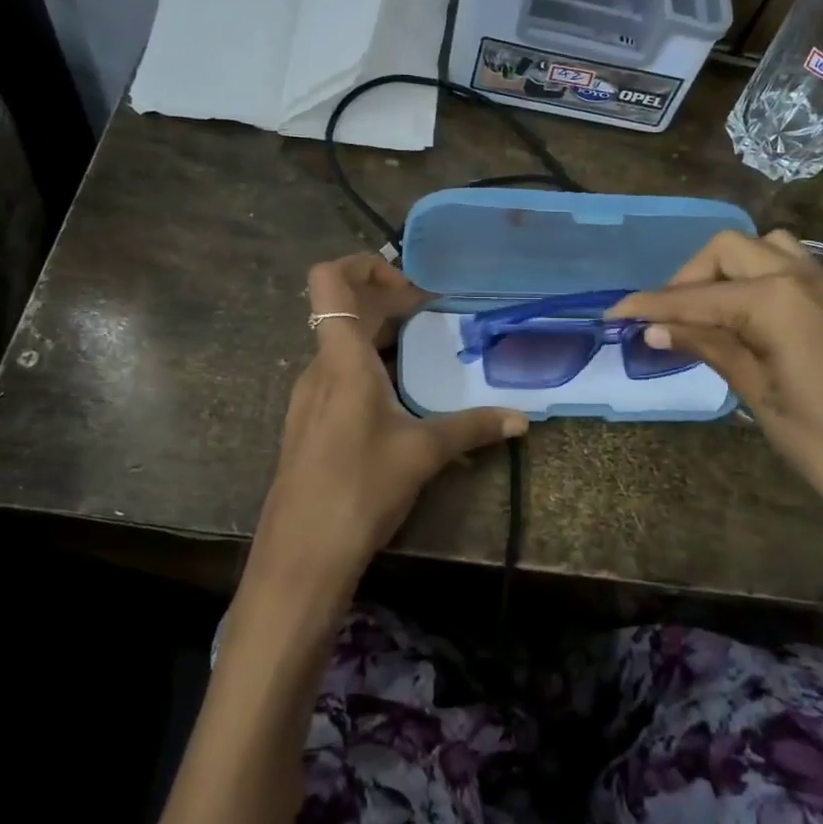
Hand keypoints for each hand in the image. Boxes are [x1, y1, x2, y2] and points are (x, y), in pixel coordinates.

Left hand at [247, 254, 525, 601]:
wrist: (300, 558)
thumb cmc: (359, 490)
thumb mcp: (423, 454)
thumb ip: (473, 428)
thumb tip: (522, 419)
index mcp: (342, 360)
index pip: (329, 279)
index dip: (364, 265)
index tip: (410, 289)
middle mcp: (318, 369)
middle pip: (342, 309)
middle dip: (386, 302)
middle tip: (431, 316)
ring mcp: (308, 398)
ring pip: (340, 345)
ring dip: (378, 337)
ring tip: (422, 355)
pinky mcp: (308, 425)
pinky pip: (336, 376)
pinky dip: (367, 369)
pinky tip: (398, 401)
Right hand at [610, 231, 822, 546]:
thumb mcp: (758, 394)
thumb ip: (710, 347)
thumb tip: (656, 328)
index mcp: (777, 300)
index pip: (697, 296)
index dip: (650, 305)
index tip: (613, 314)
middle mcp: (803, 277)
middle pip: (728, 250)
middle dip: (688, 277)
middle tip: (665, 319)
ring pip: (763, 250)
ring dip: (726, 270)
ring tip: (706, 313)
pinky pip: (790, 268)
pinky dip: (757, 279)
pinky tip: (746, 318)